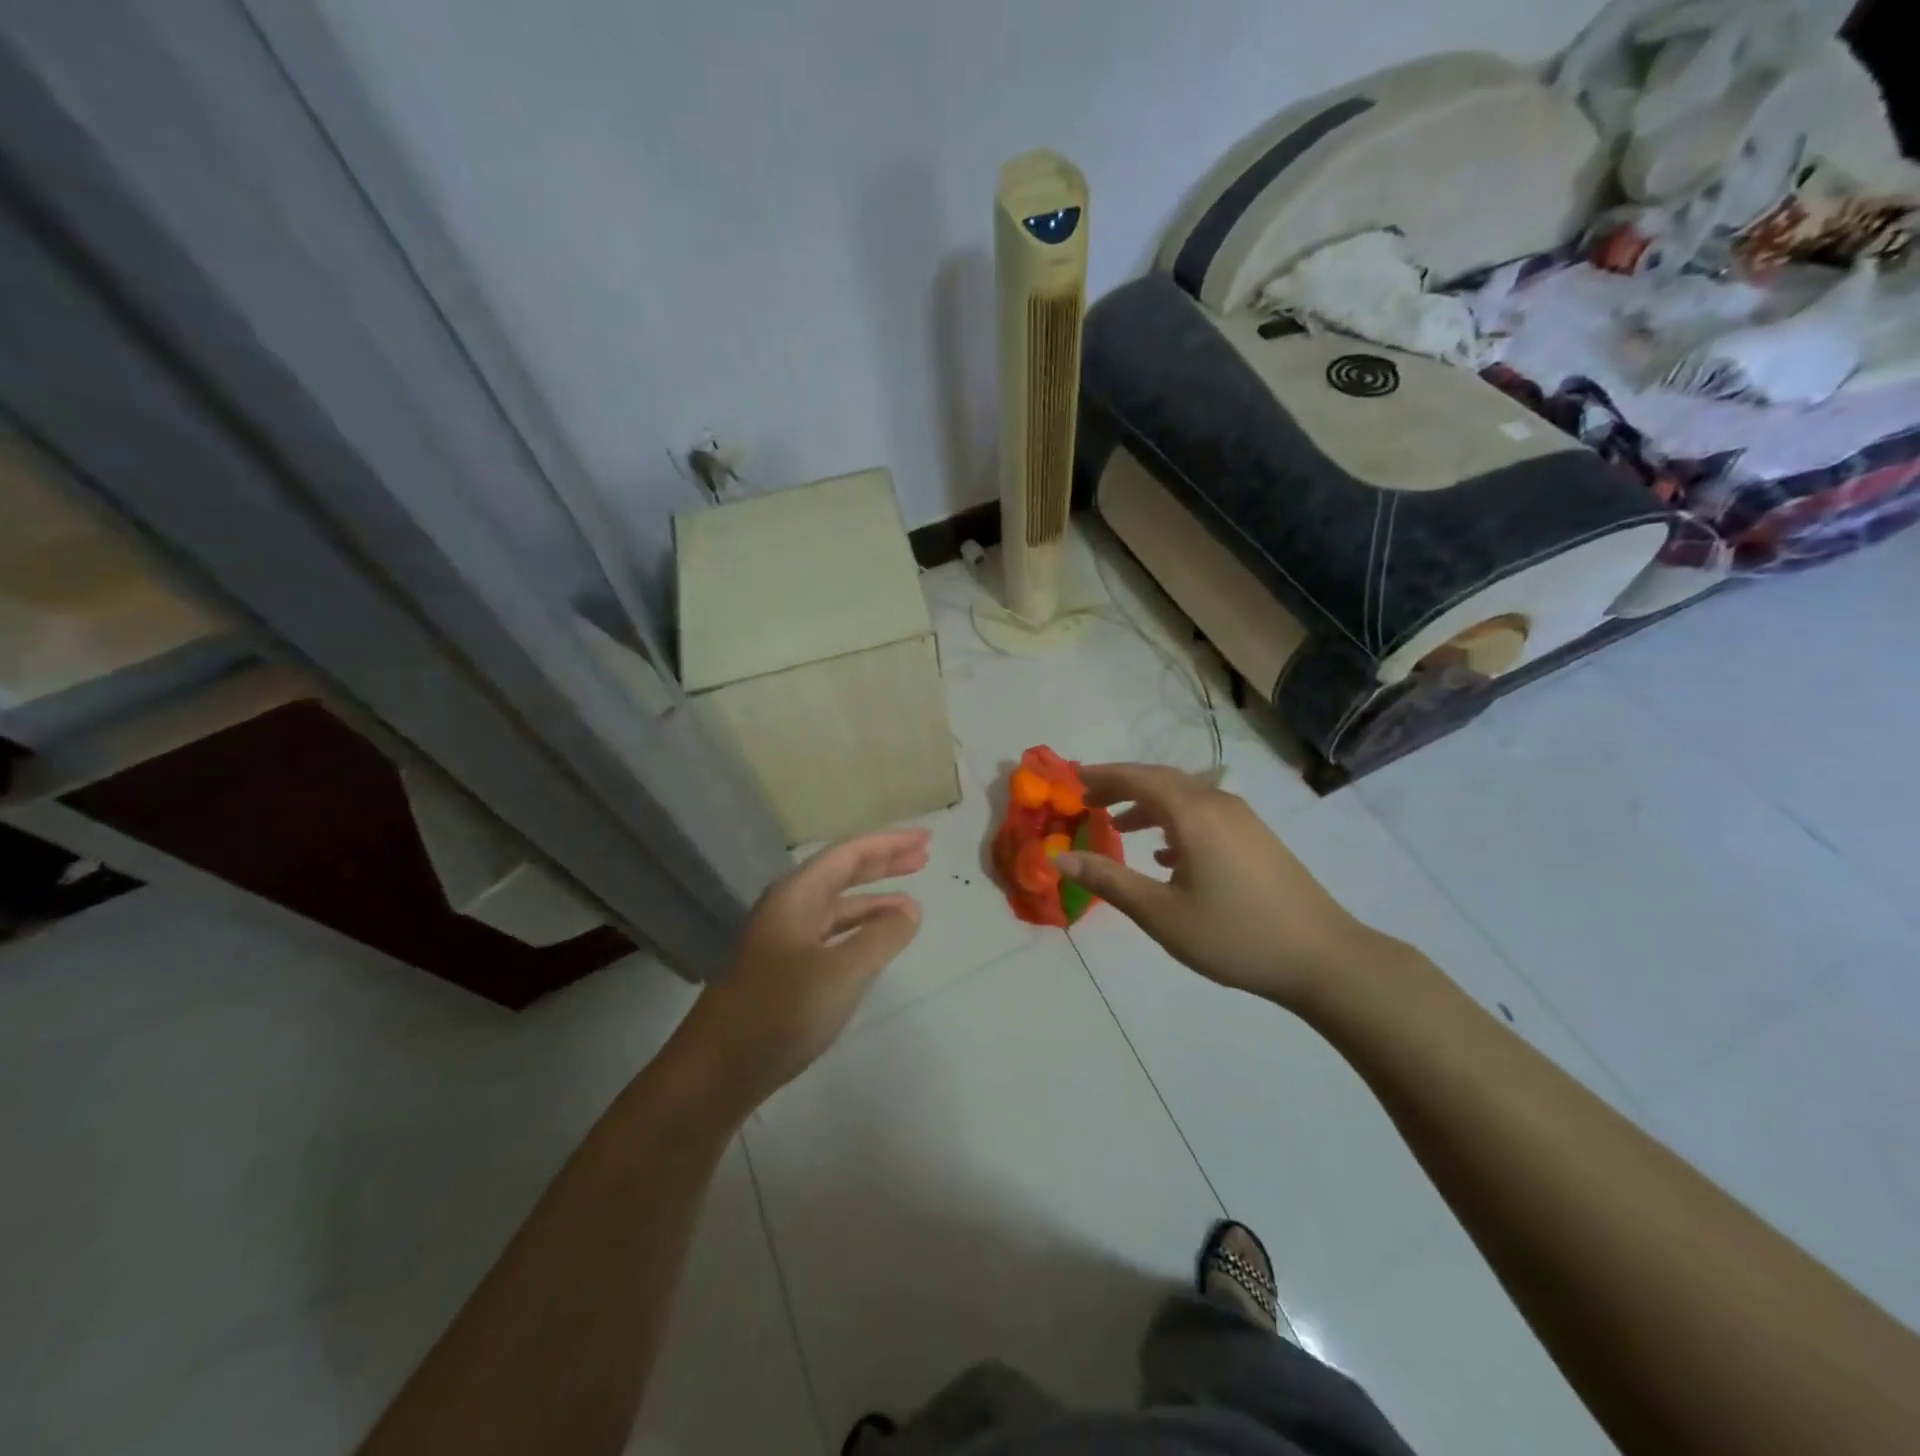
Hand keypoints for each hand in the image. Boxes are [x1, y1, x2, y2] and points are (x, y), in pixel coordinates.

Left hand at [672, 830, 929, 1110]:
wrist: (717, 1071)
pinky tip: (876, 942)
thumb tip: (910, 909)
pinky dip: (859, 929)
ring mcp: (784, 938)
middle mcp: (789, 907)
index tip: (926, 839)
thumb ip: (881, 936)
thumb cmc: (781, 1012)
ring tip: (911, 901)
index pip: (849, 853)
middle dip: (884, 862)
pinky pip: (831, 933)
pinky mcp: (784, 969)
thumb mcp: (843, 972)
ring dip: (874, 899)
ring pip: (837, 905)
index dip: (890, 843)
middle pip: (842, 872)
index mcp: (797, 895)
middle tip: (923, 856)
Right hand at [1057, 763, 1386, 1006]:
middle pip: (1161, 781)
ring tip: (1119, 827)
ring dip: (1149, 805)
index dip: (1102, 777)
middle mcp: (1218, 805)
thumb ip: (1109, 880)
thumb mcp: (1161, 914)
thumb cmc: (1234, 935)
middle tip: (1088, 801)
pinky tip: (1166, 855)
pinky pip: (1204, 815)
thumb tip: (1060, 857)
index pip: (1138, 778)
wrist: (1323, 958)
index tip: (1072, 781)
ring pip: (1185, 798)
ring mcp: (1243, 820)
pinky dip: (1175, 822)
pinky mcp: (1257, 839)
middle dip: (1122, 787)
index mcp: (1193, 814)